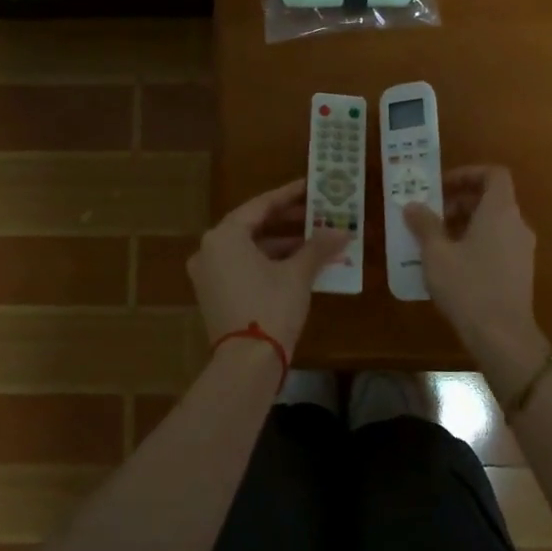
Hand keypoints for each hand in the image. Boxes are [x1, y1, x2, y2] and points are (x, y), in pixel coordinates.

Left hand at [188, 178, 349, 358]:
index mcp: (224, 236)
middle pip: (253, 226)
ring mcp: (209, 274)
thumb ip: (318, 246)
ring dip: (282, 244)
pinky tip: (299, 265)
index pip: (261, 205)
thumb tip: (342, 230)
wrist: (246, 364)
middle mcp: (210, 249)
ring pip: (249, 248)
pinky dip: (269, 262)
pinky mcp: (214, 295)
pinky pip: (244, 267)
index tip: (311, 187)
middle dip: (288, 221)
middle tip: (318, 213)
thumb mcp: (298, 274)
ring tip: (316, 240)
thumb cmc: (271, 307)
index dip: (289, 195)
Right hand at [403, 166, 547, 379]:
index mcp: (500, 211)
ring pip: (494, 223)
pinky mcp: (521, 271)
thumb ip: (424, 224)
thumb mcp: (436, 253)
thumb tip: (412, 205)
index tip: (442, 186)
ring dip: (466, 223)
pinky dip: (476, 242)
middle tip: (431, 215)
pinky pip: (498, 243)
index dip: (468, 174)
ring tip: (436, 241)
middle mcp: (517, 224)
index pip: (494, 174)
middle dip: (460, 201)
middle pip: (492, 198)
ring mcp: (523, 249)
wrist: (503, 336)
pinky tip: (452, 264)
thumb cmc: (468, 286)